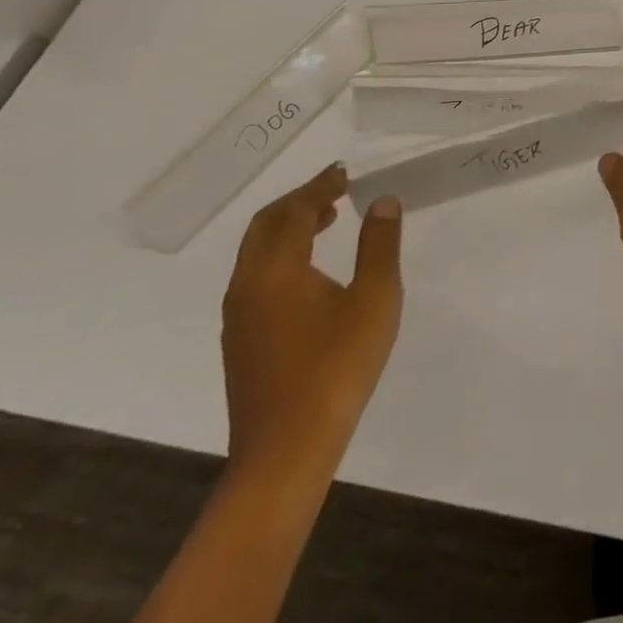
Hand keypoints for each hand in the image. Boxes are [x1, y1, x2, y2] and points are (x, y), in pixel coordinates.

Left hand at [221, 165, 402, 473]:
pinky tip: (313, 270)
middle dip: (299, 201)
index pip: (295, 211)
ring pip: (257, 253)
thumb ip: (379, 244)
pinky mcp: (242, 341)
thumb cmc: (337, 365)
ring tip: (330, 220)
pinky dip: (283, 255)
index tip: (346, 172)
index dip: (321, 187)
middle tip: (336, 189)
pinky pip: (257, 276)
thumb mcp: (375, 297)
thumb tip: (383, 201)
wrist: (287, 450)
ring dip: (290, 227)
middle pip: (265, 226)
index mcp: (276, 269)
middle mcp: (248, 285)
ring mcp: (239, 316)